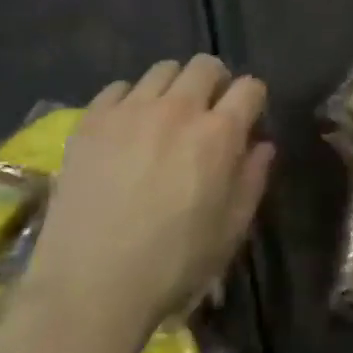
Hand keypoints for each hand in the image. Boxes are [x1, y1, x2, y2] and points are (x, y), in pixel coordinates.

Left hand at [18, 56, 272, 352]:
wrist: (91, 286)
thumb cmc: (173, 265)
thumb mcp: (231, 230)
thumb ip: (253, 179)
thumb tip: (262, 145)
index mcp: (218, 135)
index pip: (250, 88)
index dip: (253, 100)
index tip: (247, 119)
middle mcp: (177, 109)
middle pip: (206, 65)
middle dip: (216, 82)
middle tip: (209, 111)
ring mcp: (129, 111)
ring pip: (162, 70)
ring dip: (174, 86)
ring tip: (166, 116)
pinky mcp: (90, 121)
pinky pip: (119, 88)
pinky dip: (131, 100)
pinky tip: (127, 129)